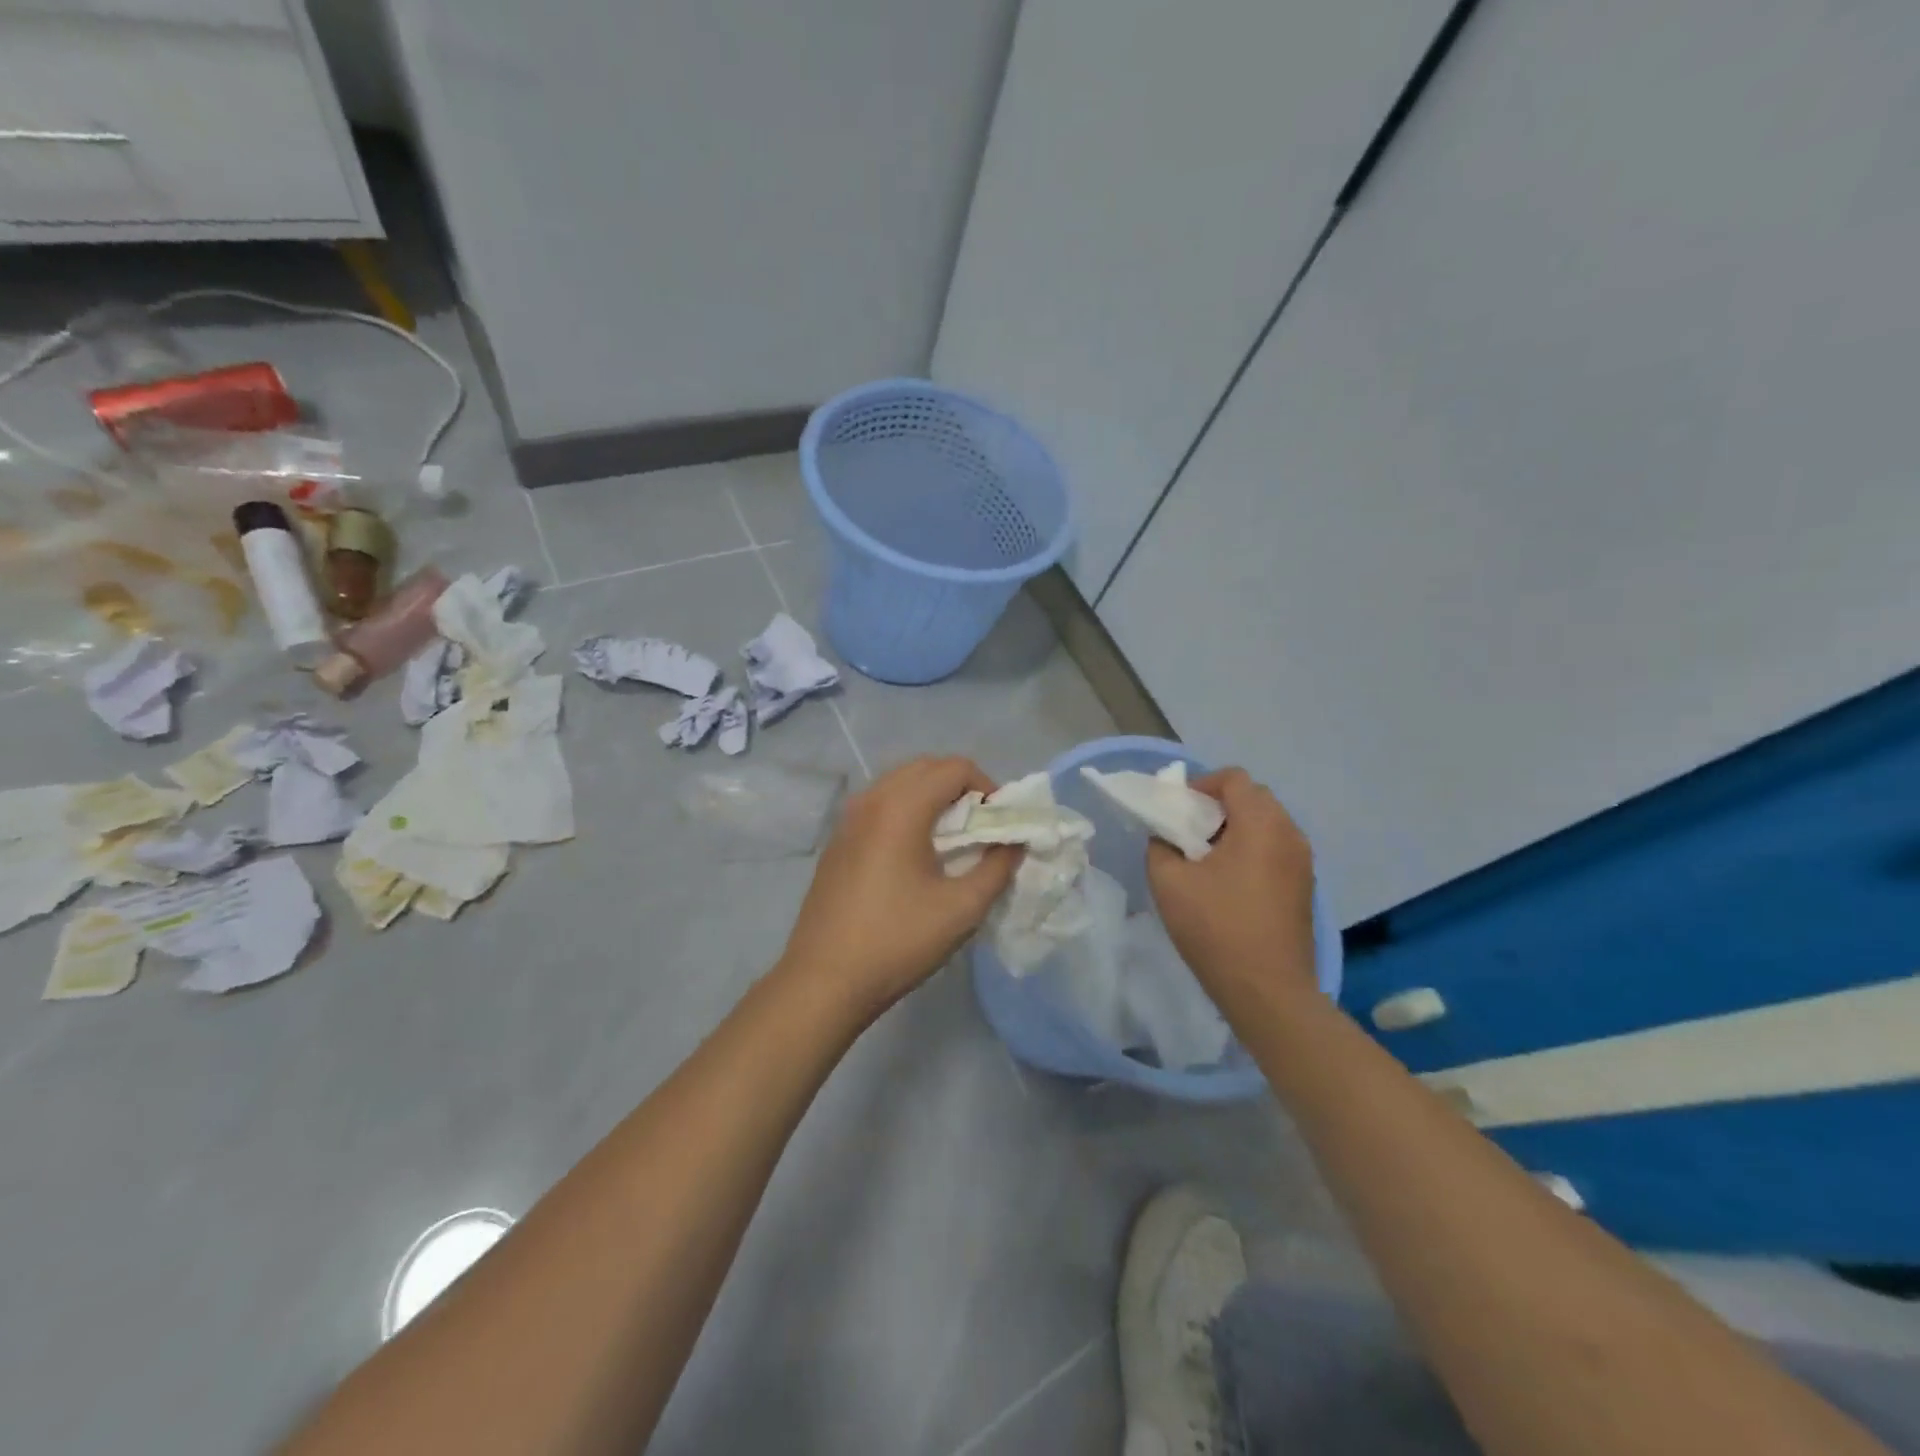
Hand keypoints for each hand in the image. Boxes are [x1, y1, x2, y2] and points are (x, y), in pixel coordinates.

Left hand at [777, 755, 1016, 1020]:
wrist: (824, 980)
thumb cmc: (897, 941)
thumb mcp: (962, 909)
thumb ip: (997, 868)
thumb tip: (1014, 843)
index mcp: (900, 807)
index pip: (955, 768)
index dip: (988, 787)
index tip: (1000, 823)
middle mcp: (870, 799)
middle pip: (926, 767)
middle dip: (961, 787)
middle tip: (981, 827)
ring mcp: (848, 818)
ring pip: (900, 783)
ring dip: (932, 797)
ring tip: (952, 839)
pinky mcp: (837, 840)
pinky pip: (879, 804)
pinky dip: (906, 810)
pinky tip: (915, 853)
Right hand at [1146, 768, 1318, 1002]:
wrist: (1268, 991)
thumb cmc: (1217, 928)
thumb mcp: (1169, 882)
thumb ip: (1161, 845)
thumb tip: (1167, 836)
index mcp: (1261, 824)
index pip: (1234, 779)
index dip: (1201, 785)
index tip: (1177, 811)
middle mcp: (1290, 834)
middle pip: (1253, 798)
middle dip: (1217, 806)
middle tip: (1188, 832)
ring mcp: (1302, 862)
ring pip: (1266, 824)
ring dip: (1234, 829)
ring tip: (1204, 859)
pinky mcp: (1304, 886)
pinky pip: (1275, 849)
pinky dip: (1250, 850)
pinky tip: (1228, 883)